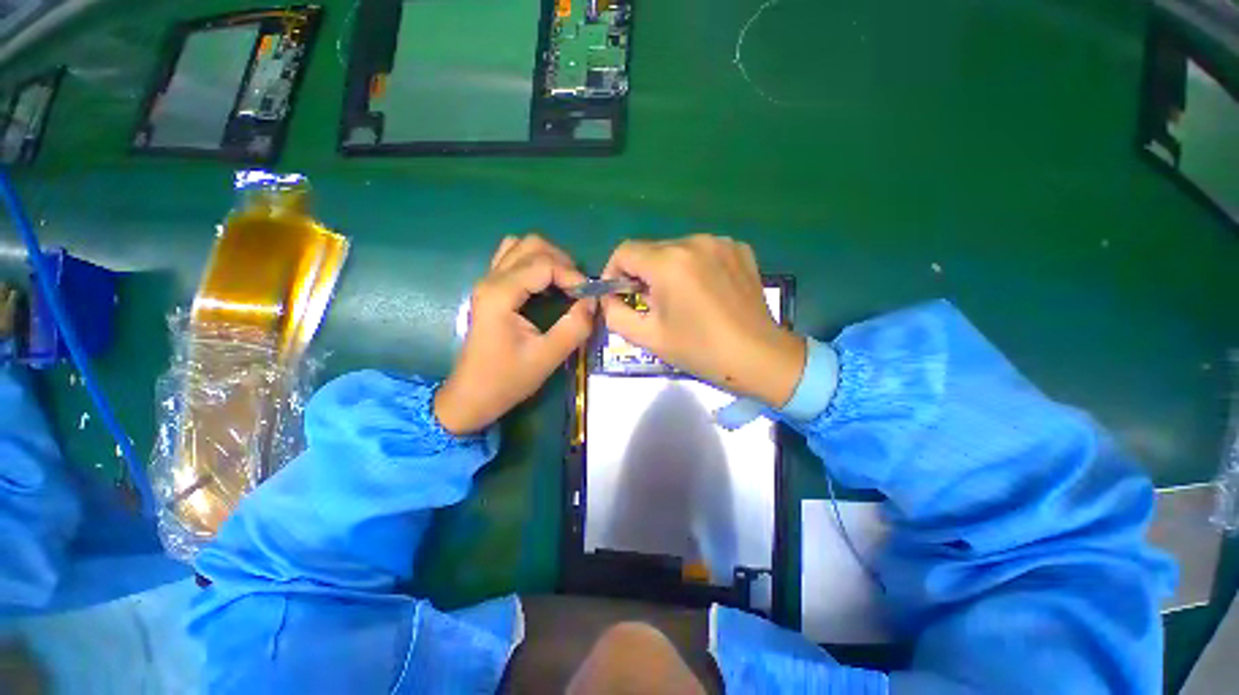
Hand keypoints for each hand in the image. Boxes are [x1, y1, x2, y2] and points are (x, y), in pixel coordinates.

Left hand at [435, 235, 594, 434]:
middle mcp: (491, 279)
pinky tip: (546, 286)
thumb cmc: (506, 379)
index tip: (588, 296)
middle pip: (531, 245)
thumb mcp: (547, 357)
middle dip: (561, 261)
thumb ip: (574, 327)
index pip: (544, 264)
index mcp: (500, 294)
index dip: (572, 275)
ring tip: (564, 283)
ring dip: (547, 259)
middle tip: (577, 288)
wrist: (471, 396)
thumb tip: (593, 302)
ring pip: (521, 247)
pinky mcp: (491, 290)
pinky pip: (513, 259)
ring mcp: (488, 282)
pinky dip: (535, 265)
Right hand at [599, 235, 804, 407]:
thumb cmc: (700, 350)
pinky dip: (695, 267)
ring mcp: (720, 243)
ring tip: (681, 300)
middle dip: (642, 275)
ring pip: (676, 250)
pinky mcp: (739, 249)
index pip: (624, 251)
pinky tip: (706, 292)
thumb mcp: (648, 338)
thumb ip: (615, 314)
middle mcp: (694, 242)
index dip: (613, 272)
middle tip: (651, 304)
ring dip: (669, 271)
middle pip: (651, 250)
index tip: (619, 295)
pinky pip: (703, 252)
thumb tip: (610, 298)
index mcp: (669, 263)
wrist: (758, 357)